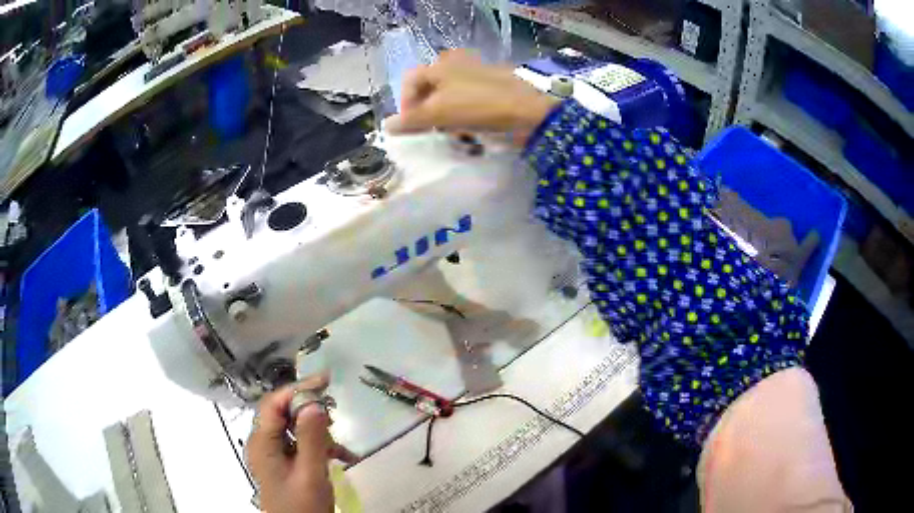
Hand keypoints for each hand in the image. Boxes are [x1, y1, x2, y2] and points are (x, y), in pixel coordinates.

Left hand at [246, 375, 354, 512]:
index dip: (297, 387)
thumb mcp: (309, 473)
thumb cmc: (301, 506)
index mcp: (262, 442)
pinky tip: (342, 456)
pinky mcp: (284, 463)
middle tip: (335, 409)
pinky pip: (300, 445)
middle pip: (283, 413)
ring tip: (339, 442)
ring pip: (294, 428)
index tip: (326, 380)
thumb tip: (314, 402)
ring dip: (318, 431)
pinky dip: (320, 447)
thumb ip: (310, 438)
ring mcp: (273, 454)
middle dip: (310, 409)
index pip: (274, 403)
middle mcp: (263, 443)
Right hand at [385, 50, 558, 144]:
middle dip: (428, 112)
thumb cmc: (478, 106)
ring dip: (447, 117)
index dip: (405, 104)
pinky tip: (473, 130)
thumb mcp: (439, 113)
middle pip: (431, 89)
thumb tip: (387, 126)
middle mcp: (458, 63)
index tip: (410, 126)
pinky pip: (471, 102)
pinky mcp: (496, 87)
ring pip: (451, 97)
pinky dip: (467, 116)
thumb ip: (411, 120)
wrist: (529, 112)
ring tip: (453, 133)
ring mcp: (479, 73)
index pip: (411, 81)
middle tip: (432, 130)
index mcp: (441, 64)